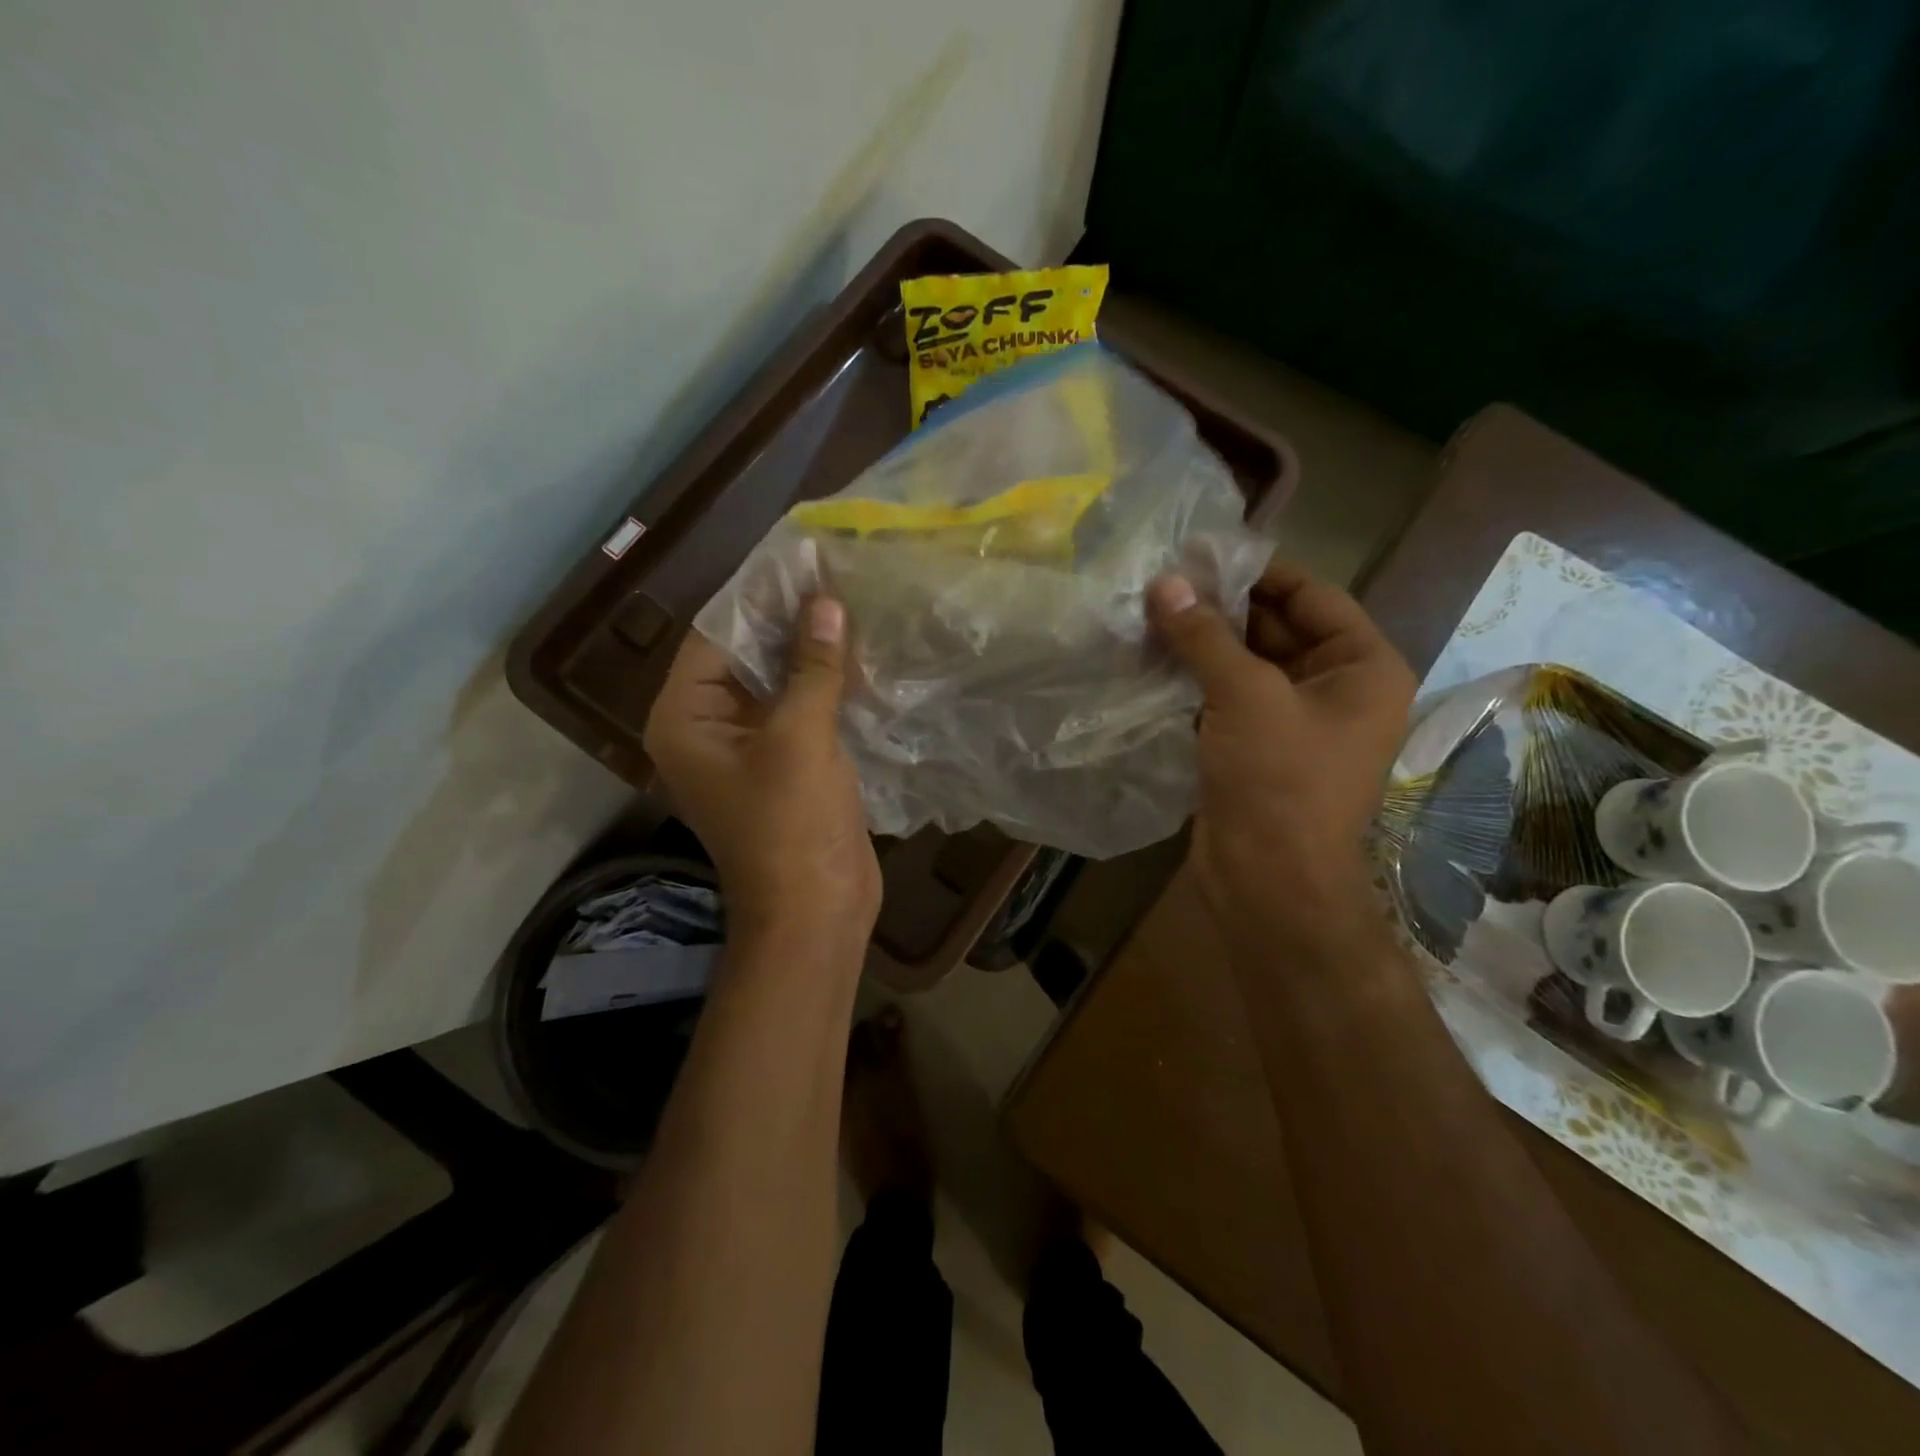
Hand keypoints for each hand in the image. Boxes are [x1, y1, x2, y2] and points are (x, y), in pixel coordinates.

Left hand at [644, 596, 880, 960]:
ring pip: (777, 682)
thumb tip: (826, 602)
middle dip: (788, 621)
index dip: (758, 598)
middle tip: (834, 575)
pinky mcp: (785, 763)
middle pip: (745, 656)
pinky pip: (799, 709)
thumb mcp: (800, 738)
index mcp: (686, 718)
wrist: (816, 912)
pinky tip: (859, 653)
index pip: (715, 636)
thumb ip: (812, 667)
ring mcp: (749, 746)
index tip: (801, 561)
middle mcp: (708, 727)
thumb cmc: (792, 826)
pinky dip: (824, 683)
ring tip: (851, 602)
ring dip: (810, 650)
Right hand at [1147, 560, 1414, 955]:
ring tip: (1147, 615)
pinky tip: (1151, 661)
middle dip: (1220, 608)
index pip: (1310, 595)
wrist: (1270, 881)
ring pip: (1245, 664)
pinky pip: (1226, 698)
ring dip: (1201, 644)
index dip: (1256, 571)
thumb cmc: (1279, 780)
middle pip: (1275, 627)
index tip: (1199, 554)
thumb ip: (1204, 635)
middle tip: (1160, 584)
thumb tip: (1163, 584)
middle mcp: (1335, 688)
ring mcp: (1293, 721)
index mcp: (1362, 666)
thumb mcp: (1246, 695)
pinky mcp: (1256, 748)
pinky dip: (1194, 680)